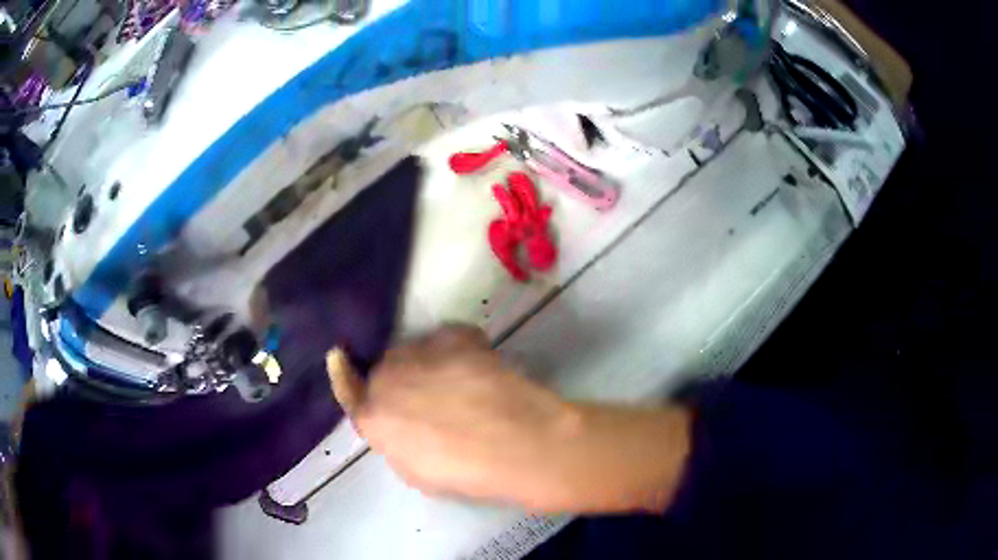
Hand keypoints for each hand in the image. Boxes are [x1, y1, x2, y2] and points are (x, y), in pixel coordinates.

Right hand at [328, 325, 691, 512]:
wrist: (515, 443)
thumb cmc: (465, 472)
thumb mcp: (415, 470)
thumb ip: (394, 438)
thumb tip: (399, 421)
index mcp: (373, 415)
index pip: (346, 386)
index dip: (342, 372)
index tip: (339, 356)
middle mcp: (388, 375)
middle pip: (386, 368)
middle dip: (402, 379)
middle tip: (434, 396)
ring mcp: (421, 350)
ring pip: (417, 352)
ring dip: (430, 364)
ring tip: (466, 386)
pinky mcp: (455, 334)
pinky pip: (449, 340)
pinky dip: (460, 351)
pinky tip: (483, 373)